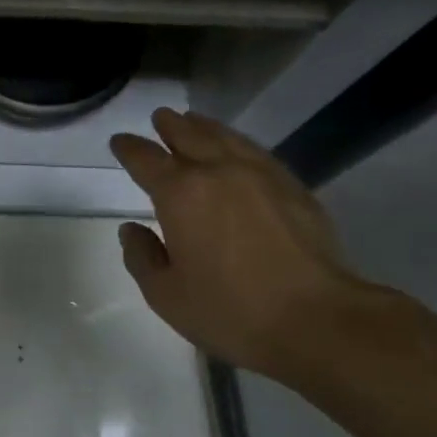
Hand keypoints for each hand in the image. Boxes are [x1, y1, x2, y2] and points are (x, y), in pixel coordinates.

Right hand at [110, 108, 374, 379]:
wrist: (316, 318)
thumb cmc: (231, 310)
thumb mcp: (166, 295)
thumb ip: (142, 257)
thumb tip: (132, 229)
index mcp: (180, 194)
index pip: (146, 159)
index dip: (129, 148)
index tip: (120, 142)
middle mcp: (218, 171)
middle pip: (188, 135)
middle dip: (170, 125)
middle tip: (160, 117)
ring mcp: (259, 174)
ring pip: (225, 137)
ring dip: (204, 126)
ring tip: (193, 121)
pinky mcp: (292, 187)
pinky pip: (256, 151)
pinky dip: (237, 143)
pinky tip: (238, 149)